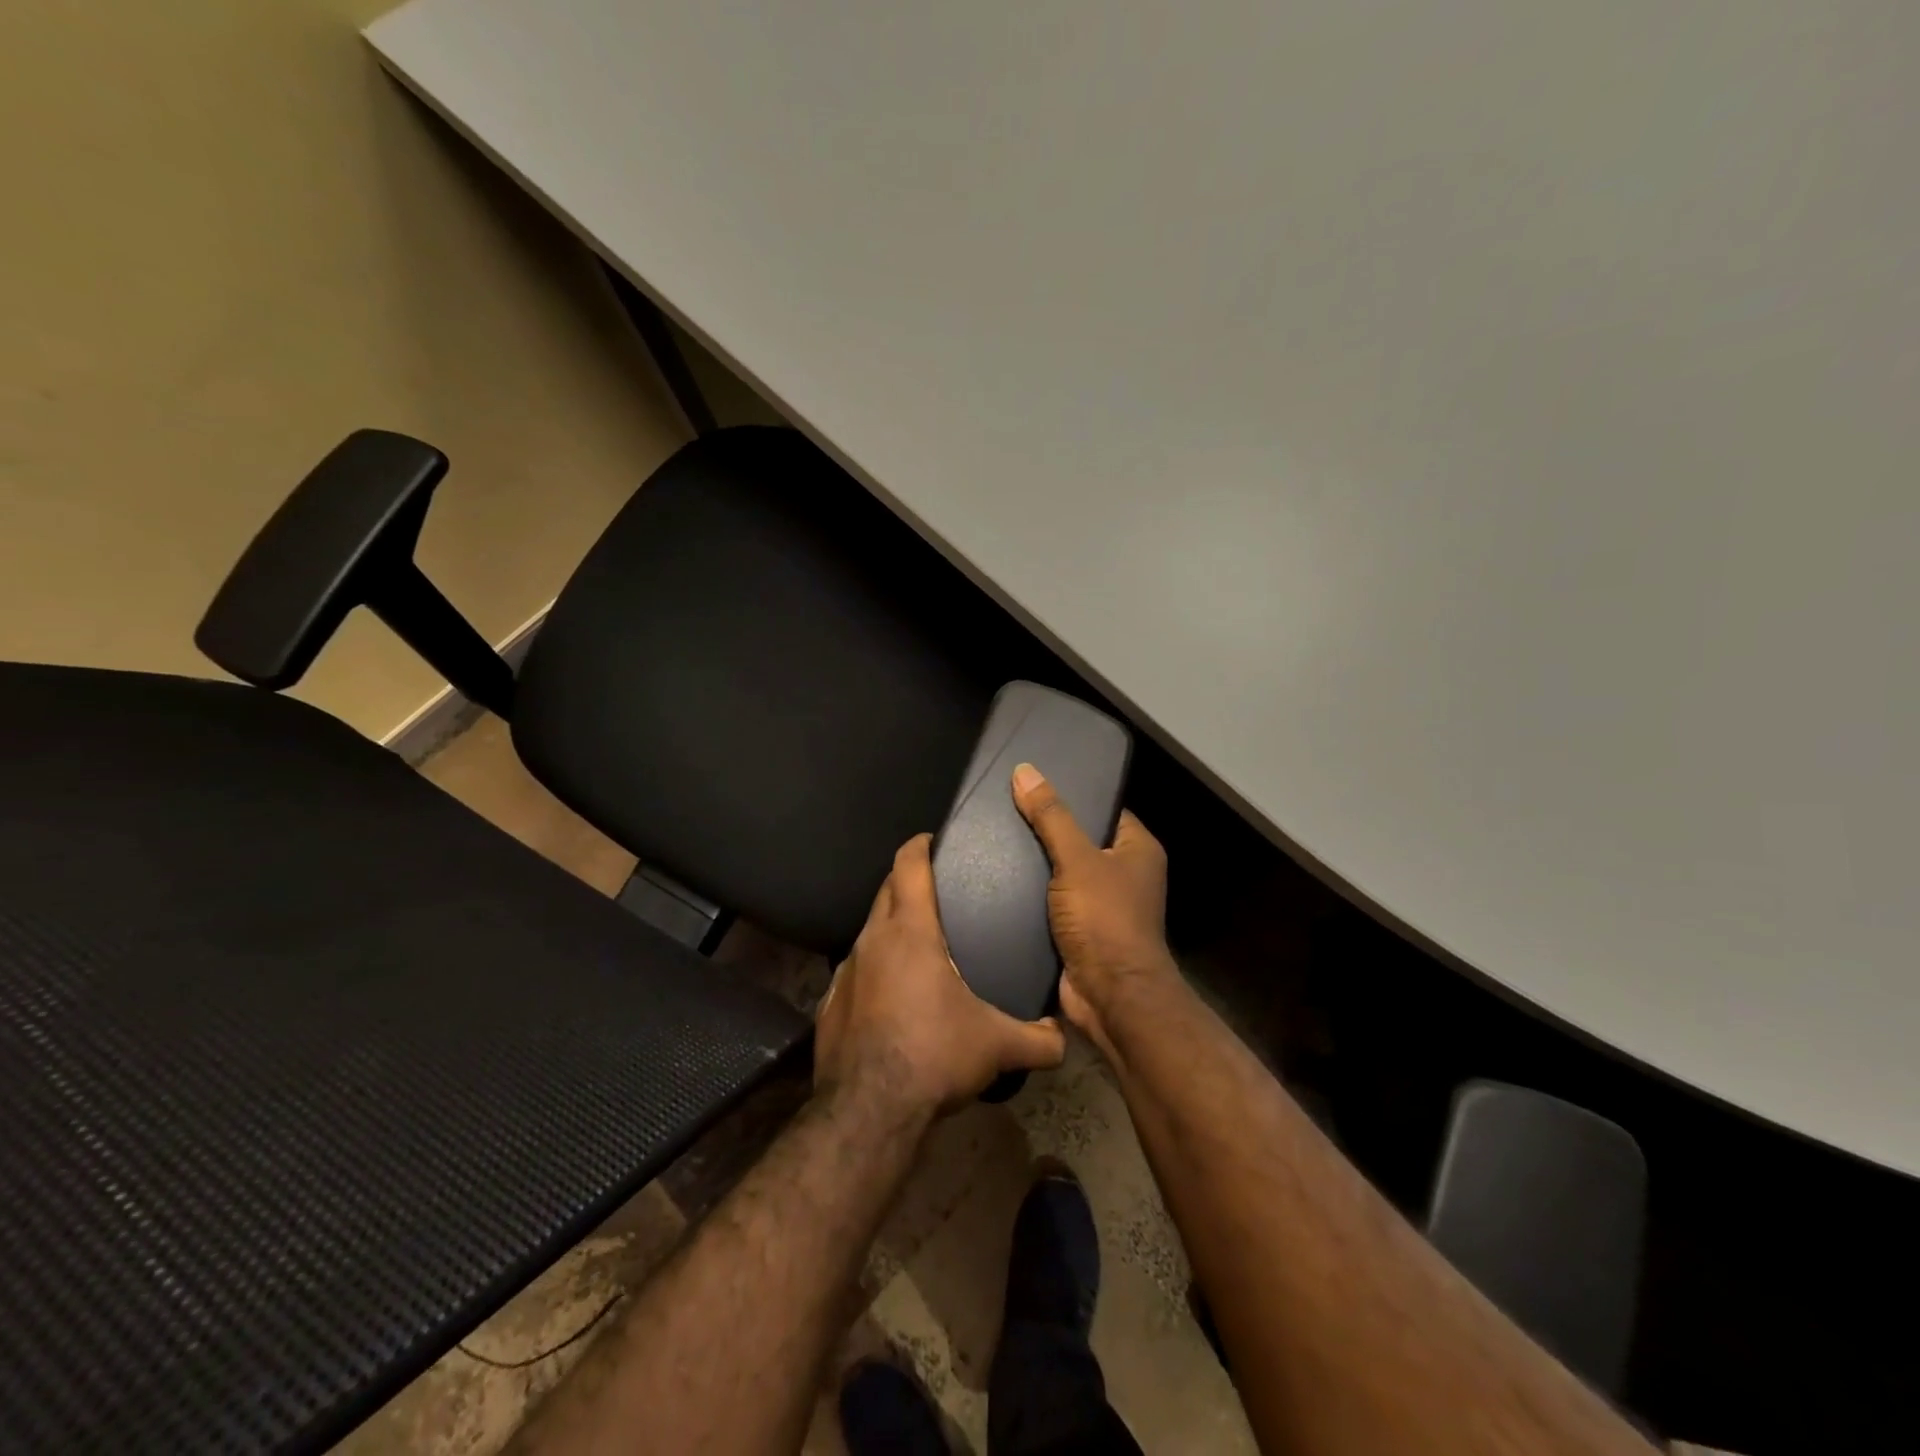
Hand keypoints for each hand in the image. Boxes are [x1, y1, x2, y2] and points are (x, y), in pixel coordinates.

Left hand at [815, 834, 1066, 1117]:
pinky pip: (855, 971)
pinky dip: (873, 969)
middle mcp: (872, 940)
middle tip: (937, 889)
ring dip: (890, 928)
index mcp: (910, 931)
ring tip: (918, 945)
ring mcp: (845, 972)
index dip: (919, 845)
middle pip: (886, 890)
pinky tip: (890, 997)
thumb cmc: (934, 1055)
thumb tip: (1065, 1039)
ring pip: (869, 931)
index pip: (908, 865)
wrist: (868, 1111)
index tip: (933, 840)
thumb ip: (1038, 1039)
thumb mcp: (996, 1046)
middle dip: (907, 881)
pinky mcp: (830, 1004)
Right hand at [1011, 762, 1176, 1058]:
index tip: (1032, 784)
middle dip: (1046, 831)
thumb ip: (1051, 816)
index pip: (1103, 809)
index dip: (1072, 795)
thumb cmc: (1105, 920)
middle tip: (1004, 810)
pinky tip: (996, 880)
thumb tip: (1025, 771)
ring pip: (1063, 873)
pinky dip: (1031, 895)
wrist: (1110, 998)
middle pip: (1080, 840)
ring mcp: (1102, 905)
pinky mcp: (1080, 931)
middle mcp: (1124, 874)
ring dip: (1035, 865)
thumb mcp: (1077, 859)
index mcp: (1137, 850)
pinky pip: (1052, 902)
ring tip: (993, 841)